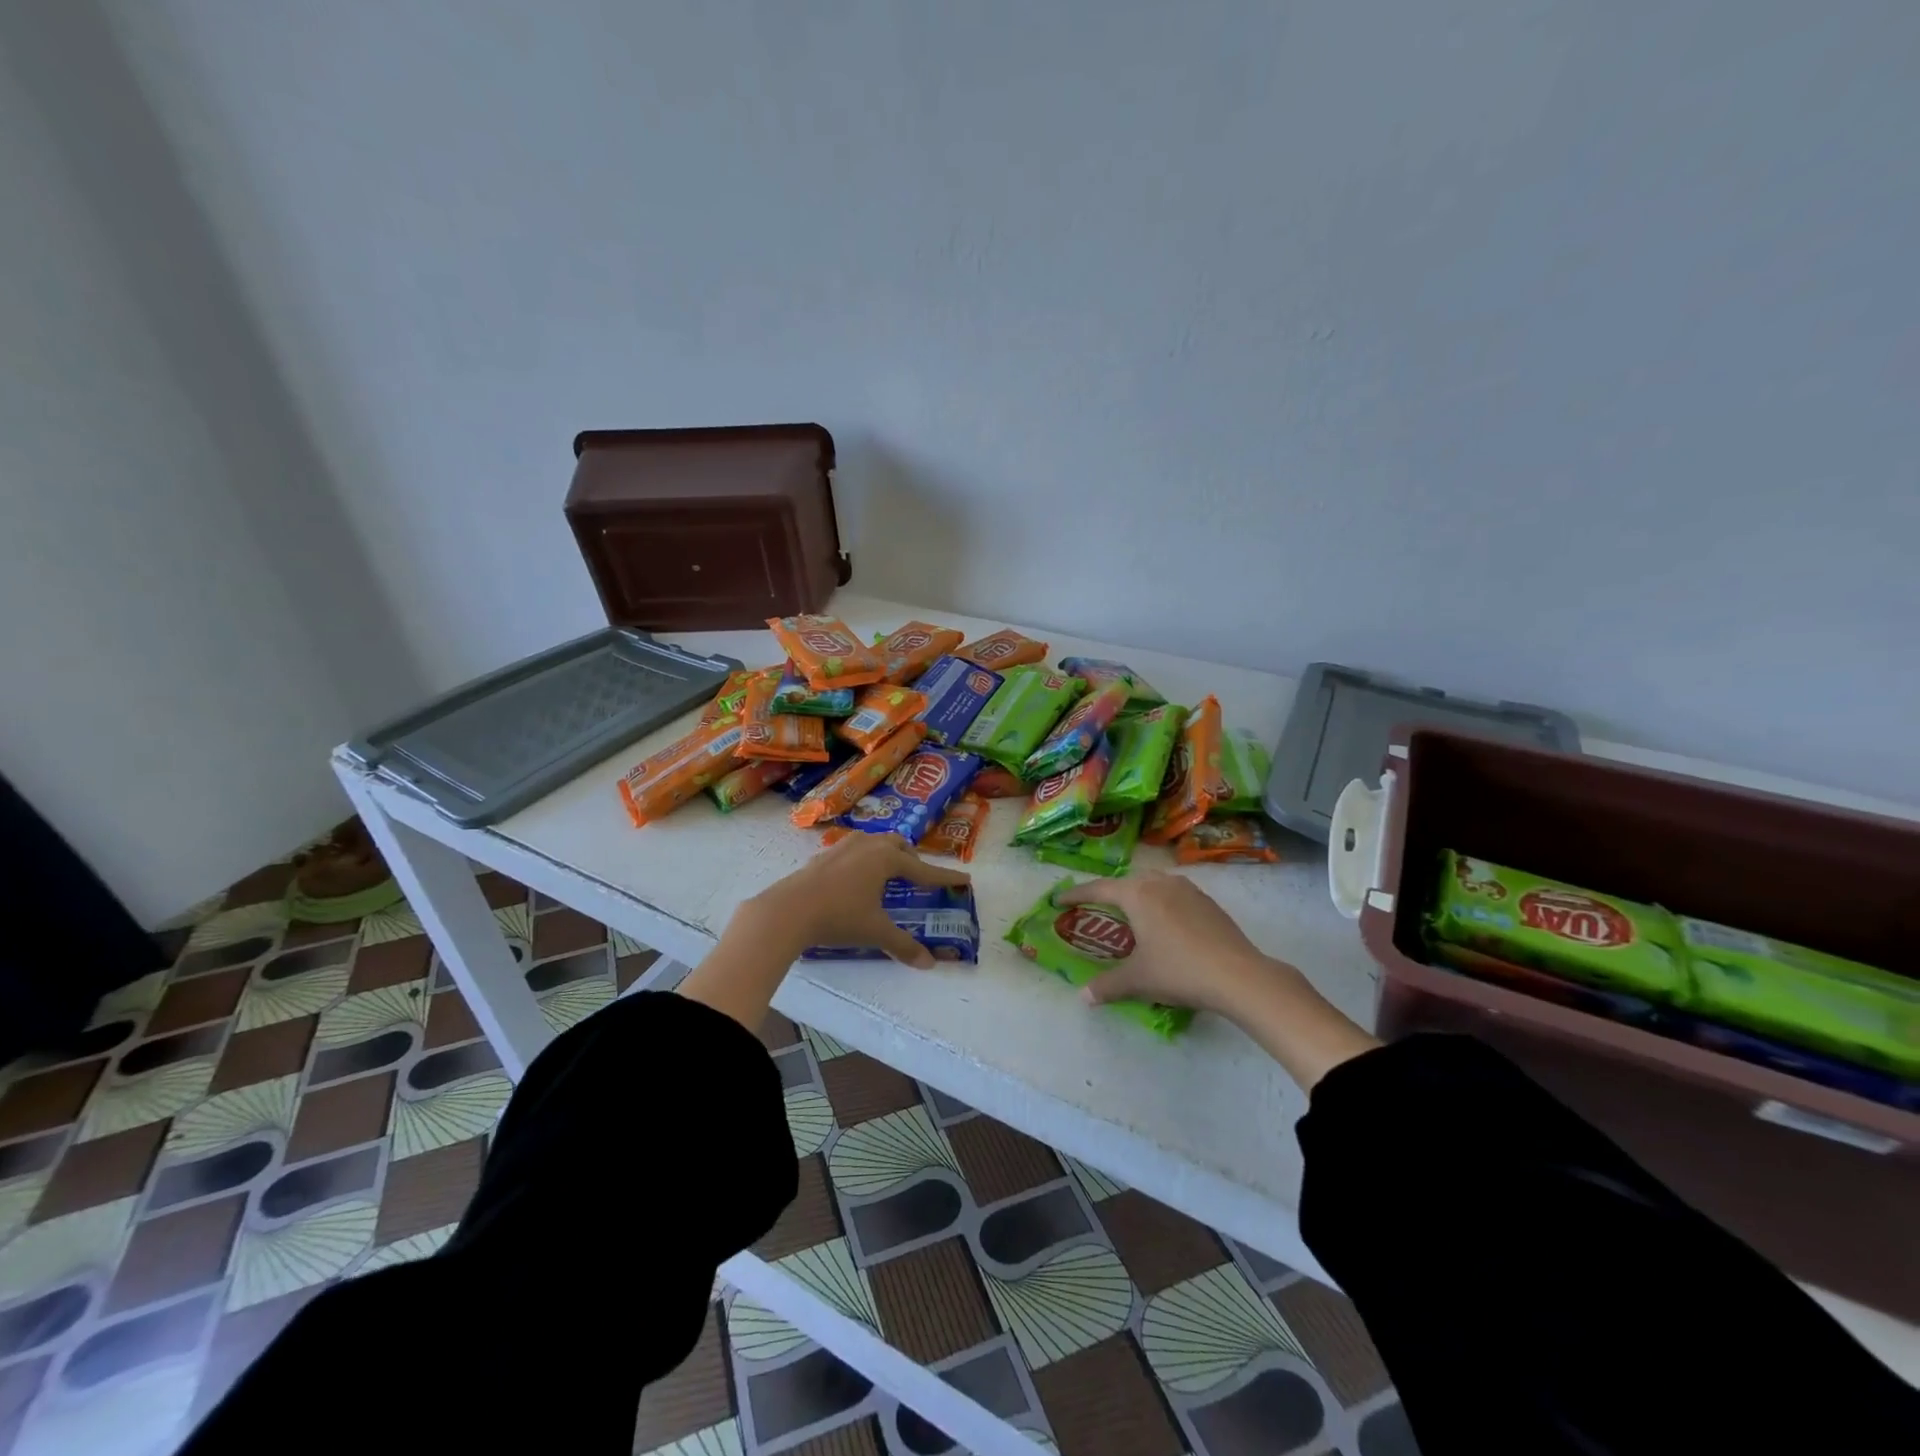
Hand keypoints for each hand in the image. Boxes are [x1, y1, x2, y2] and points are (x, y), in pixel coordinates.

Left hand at [743, 833, 970, 969]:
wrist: (788, 910)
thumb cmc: (839, 917)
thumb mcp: (875, 931)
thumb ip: (903, 945)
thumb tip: (929, 964)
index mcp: (886, 858)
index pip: (923, 869)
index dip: (944, 877)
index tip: (964, 880)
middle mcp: (867, 846)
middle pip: (898, 845)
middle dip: (912, 859)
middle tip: (918, 878)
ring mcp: (842, 847)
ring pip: (874, 842)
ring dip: (887, 854)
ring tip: (889, 874)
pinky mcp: (823, 856)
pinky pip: (853, 851)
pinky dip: (864, 860)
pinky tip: (856, 878)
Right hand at [1056, 871, 1291, 1016]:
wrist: (1239, 975)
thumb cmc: (1179, 970)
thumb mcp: (1138, 980)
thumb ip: (1107, 986)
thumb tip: (1083, 997)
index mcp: (1137, 895)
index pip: (1098, 889)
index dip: (1076, 894)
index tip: (1059, 899)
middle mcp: (1160, 883)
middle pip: (1126, 882)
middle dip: (1108, 893)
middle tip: (1095, 907)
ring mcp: (1187, 889)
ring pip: (1152, 883)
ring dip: (1137, 894)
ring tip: (1130, 913)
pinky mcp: (1207, 901)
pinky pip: (1173, 893)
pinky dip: (1160, 902)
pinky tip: (1165, 924)